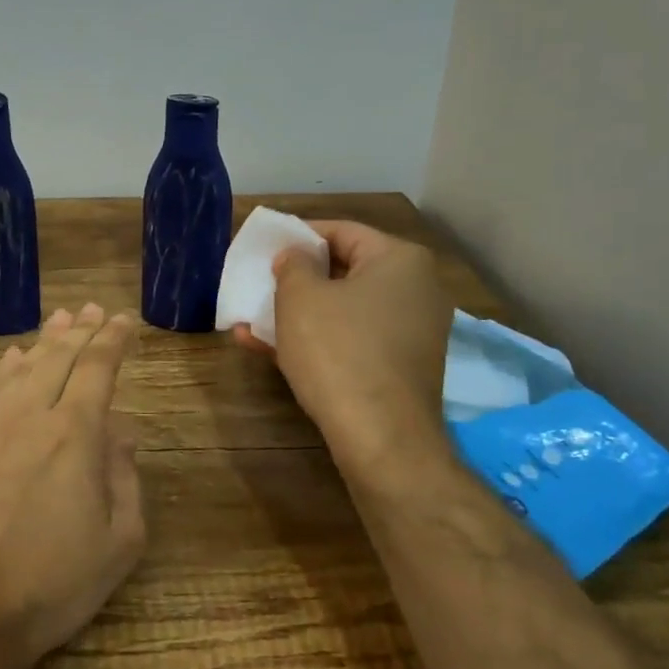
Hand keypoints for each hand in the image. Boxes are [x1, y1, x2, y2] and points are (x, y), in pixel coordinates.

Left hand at [0, 304, 145, 668]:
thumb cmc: (49, 586)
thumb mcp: (118, 544)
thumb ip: (125, 479)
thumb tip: (122, 433)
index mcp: (75, 433)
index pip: (97, 369)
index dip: (112, 341)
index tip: (124, 321)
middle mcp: (29, 416)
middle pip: (58, 359)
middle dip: (80, 331)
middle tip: (93, 309)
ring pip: (20, 369)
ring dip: (43, 342)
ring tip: (60, 321)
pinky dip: (2, 370)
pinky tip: (11, 360)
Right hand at [234, 221, 450, 475]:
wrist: (381, 437)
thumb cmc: (339, 351)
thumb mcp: (301, 297)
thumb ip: (293, 264)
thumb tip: (296, 256)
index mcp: (400, 260)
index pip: (341, 231)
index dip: (298, 236)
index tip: (265, 249)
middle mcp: (416, 290)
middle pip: (345, 270)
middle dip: (296, 279)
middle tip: (260, 284)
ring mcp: (411, 332)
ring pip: (344, 310)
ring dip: (297, 314)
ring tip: (252, 320)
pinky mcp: (400, 367)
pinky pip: (352, 340)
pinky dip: (316, 340)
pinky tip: (269, 349)